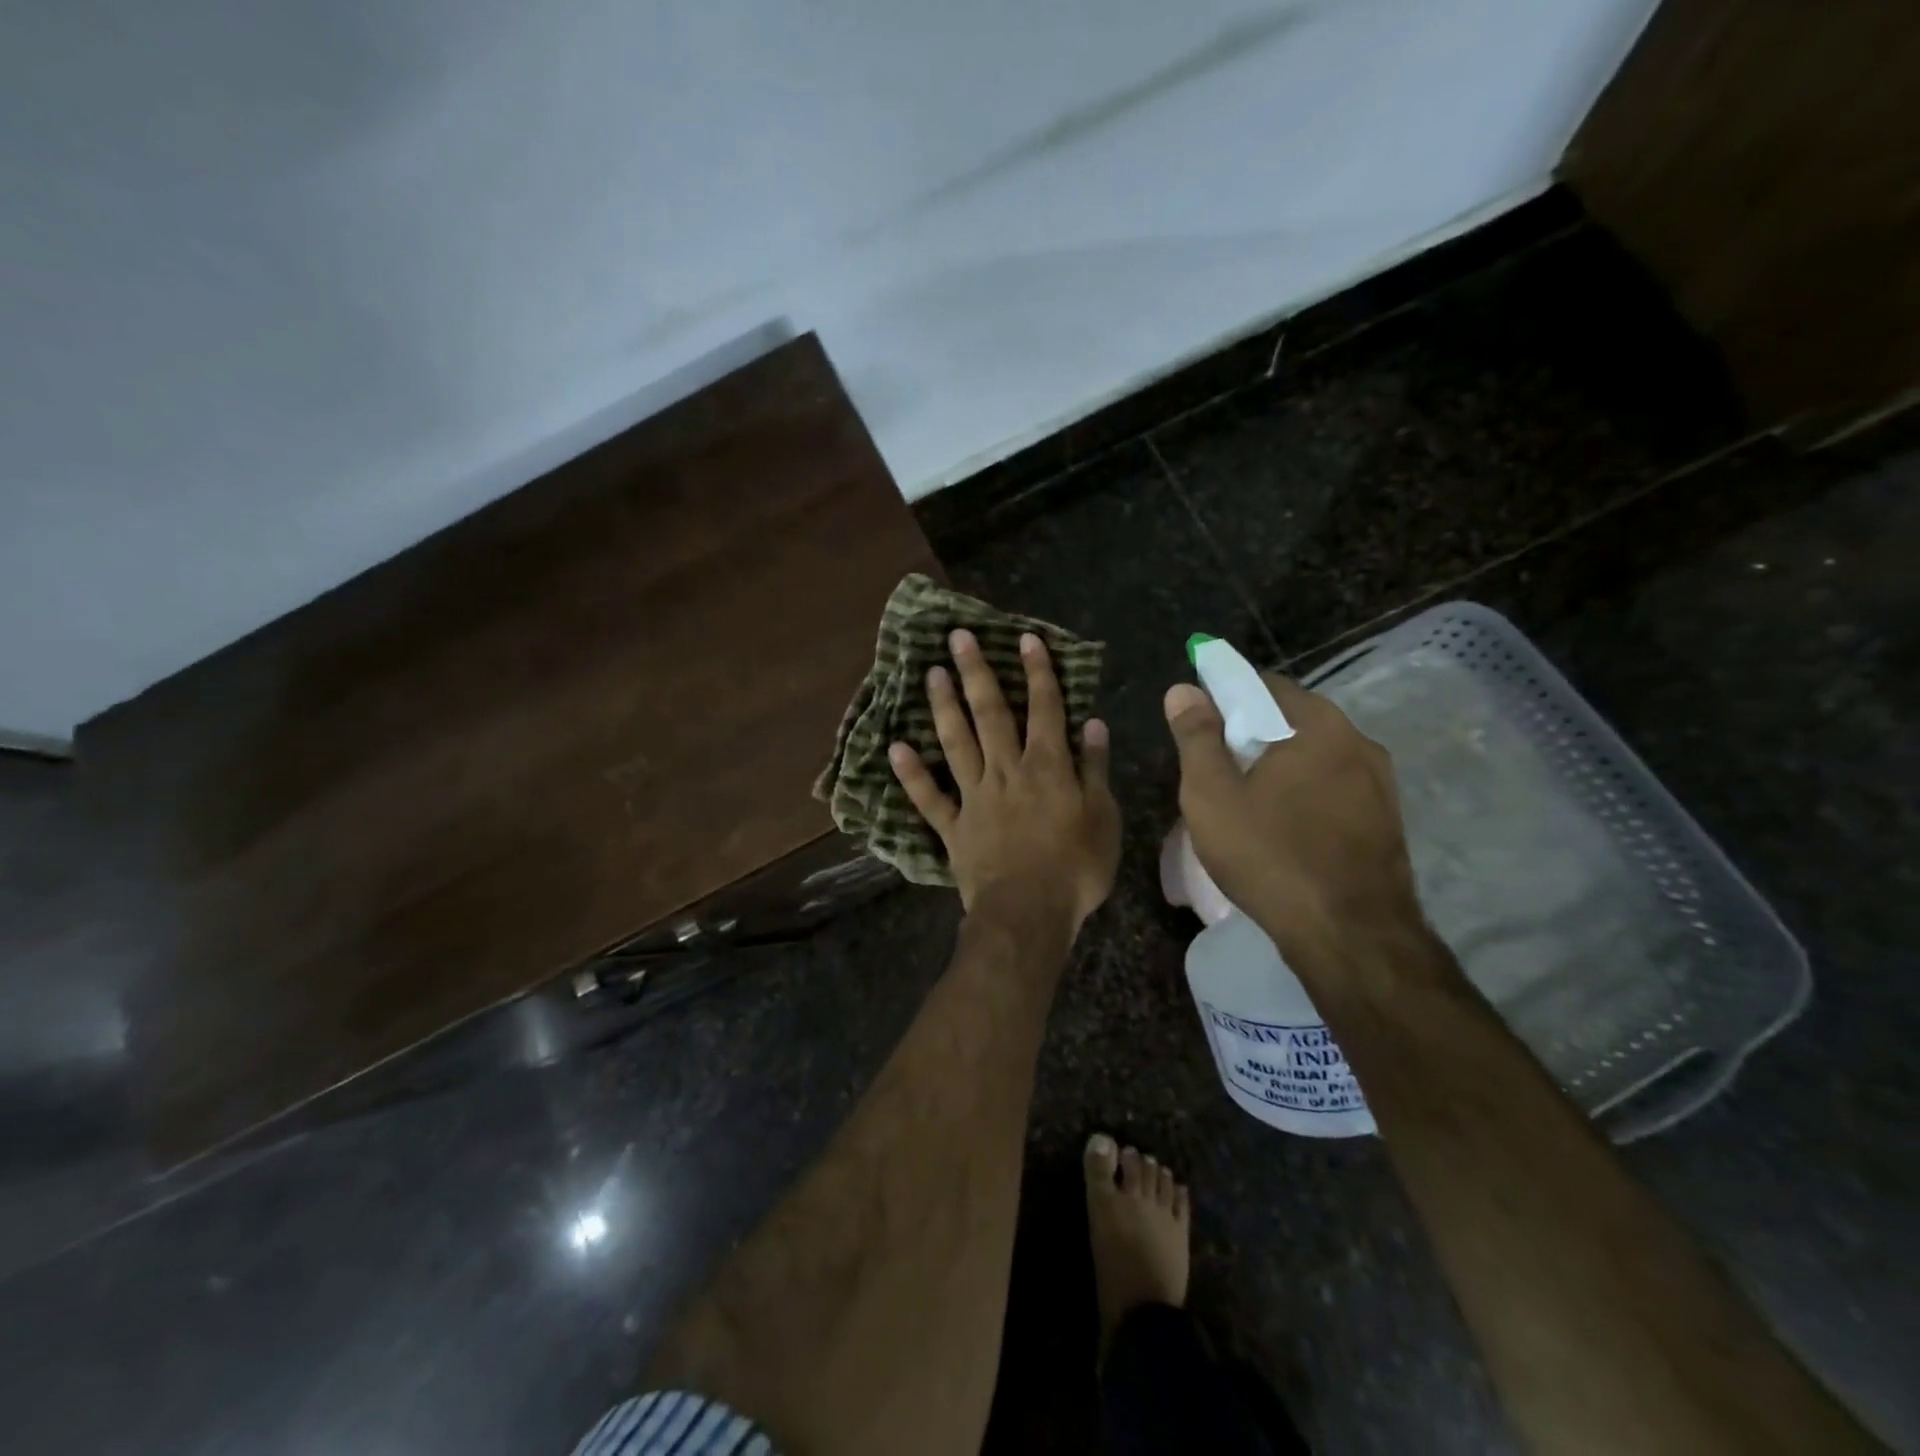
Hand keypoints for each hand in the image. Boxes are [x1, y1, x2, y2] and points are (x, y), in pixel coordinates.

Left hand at [890, 629, 1120, 929]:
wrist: (1028, 914)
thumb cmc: (1075, 868)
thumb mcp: (1103, 818)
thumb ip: (1094, 769)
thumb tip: (1092, 724)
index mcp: (1047, 767)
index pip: (1044, 708)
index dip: (1036, 672)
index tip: (1024, 638)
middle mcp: (1006, 771)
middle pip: (990, 714)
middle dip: (975, 673)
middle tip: (957, 638)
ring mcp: (974, 797)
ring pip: (956, 743)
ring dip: (943, 707)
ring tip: (929, 674)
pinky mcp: (952, 827)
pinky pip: (928, 797)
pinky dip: (911, 774)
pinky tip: (895, 748)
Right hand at [1163, 673, 1429, 976]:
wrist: (1350, 935)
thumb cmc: (1270, 855)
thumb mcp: (1212, 794)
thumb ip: (1196, 736)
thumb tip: (1183, 689)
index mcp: (1318, 725)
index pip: (1265, 684)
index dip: (1226, 695)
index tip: (1199, 722)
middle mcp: (1359, 742)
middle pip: (1293, 720)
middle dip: (1252, 734)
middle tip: (1216, 766)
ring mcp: (1381, 784)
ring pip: (1316, 757)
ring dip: (1281, 766)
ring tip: (1246, 799)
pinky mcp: (1386, 821)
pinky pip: (1335, 789)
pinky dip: (1305, 794)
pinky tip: (1283, 827)